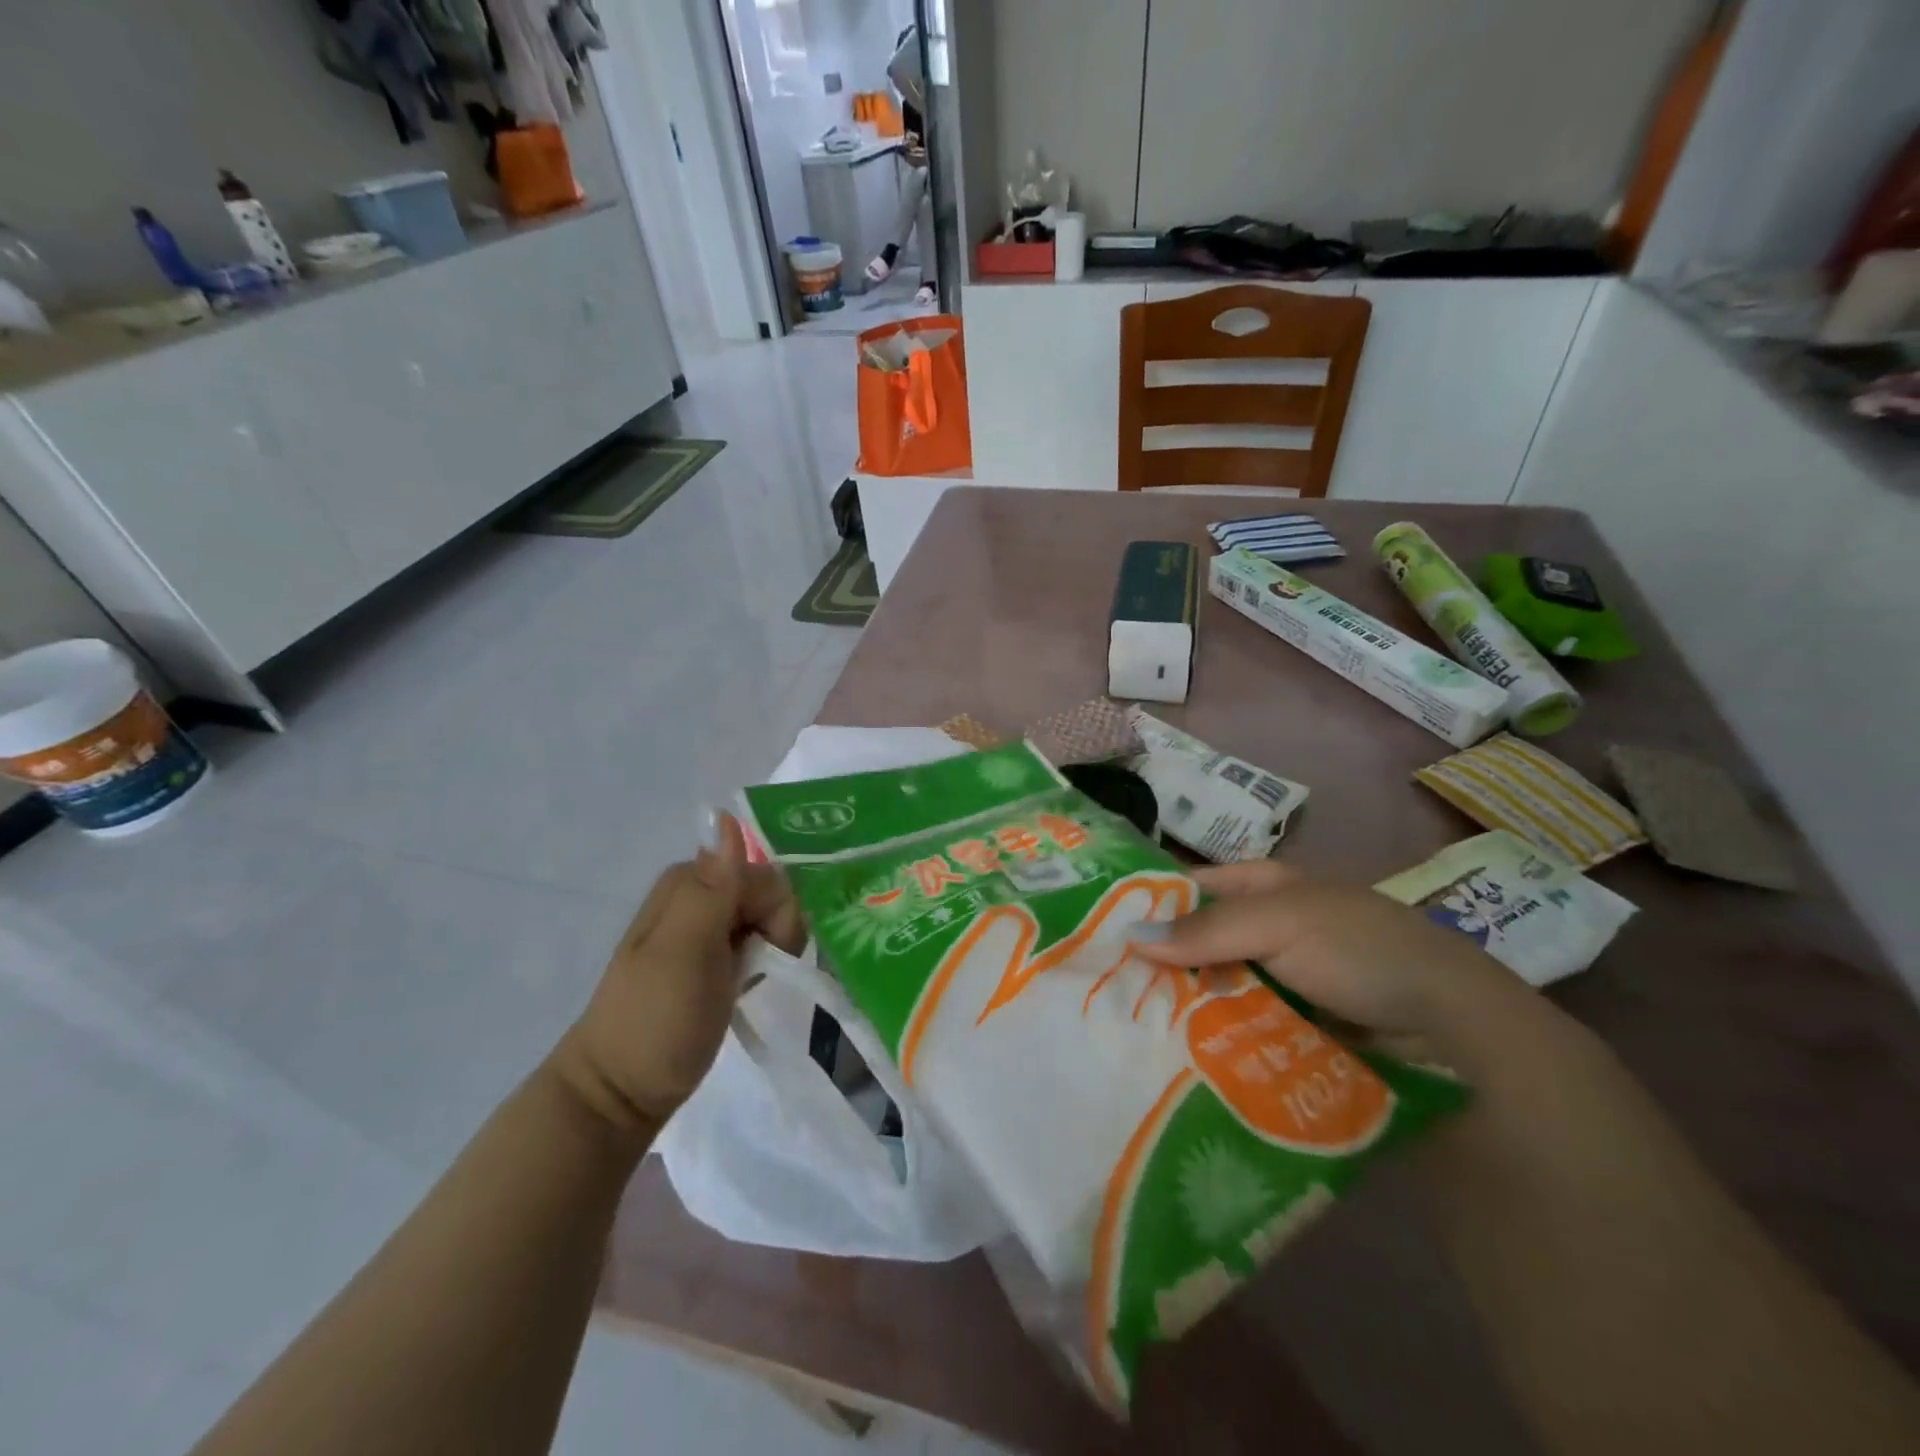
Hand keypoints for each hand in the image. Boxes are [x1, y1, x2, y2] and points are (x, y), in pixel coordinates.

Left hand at [550, 813, 804, 1135]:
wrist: (621, 1092)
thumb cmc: (655, 1021)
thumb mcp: (685, 954)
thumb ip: (714, 890)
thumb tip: (730, 821)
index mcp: (689, 882)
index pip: (765, 875)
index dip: (778, 911)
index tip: (768, 952)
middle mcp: (698, 893)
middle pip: (769, 892)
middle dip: (778, 928)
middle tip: (757, 971)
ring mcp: (704, 926)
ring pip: (767, 916)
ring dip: (773, 946)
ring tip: (751, 981)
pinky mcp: (712, 956)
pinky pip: (756, 938)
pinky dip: (763, 959)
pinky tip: (750, 982)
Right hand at [1128, 860, 1526, 1059]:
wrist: (1450, 1027)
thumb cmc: (1360, 950)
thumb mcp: (1282, 924)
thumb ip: (1206, 931)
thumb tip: (1128, 937)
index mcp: (1260, 886)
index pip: (1187, 888)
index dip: (1147, 905)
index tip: (1099, 936)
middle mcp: (1263, 926)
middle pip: (1195, 940)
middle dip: (1158, 964)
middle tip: (1104, 992)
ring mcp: (1276, 976)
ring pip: (1212, 984)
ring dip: (1182, 1004)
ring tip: (1128, 1029)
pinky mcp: (1288, 1022)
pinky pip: (1237, 1022)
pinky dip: (1212, 1034)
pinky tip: (1177, 1053)